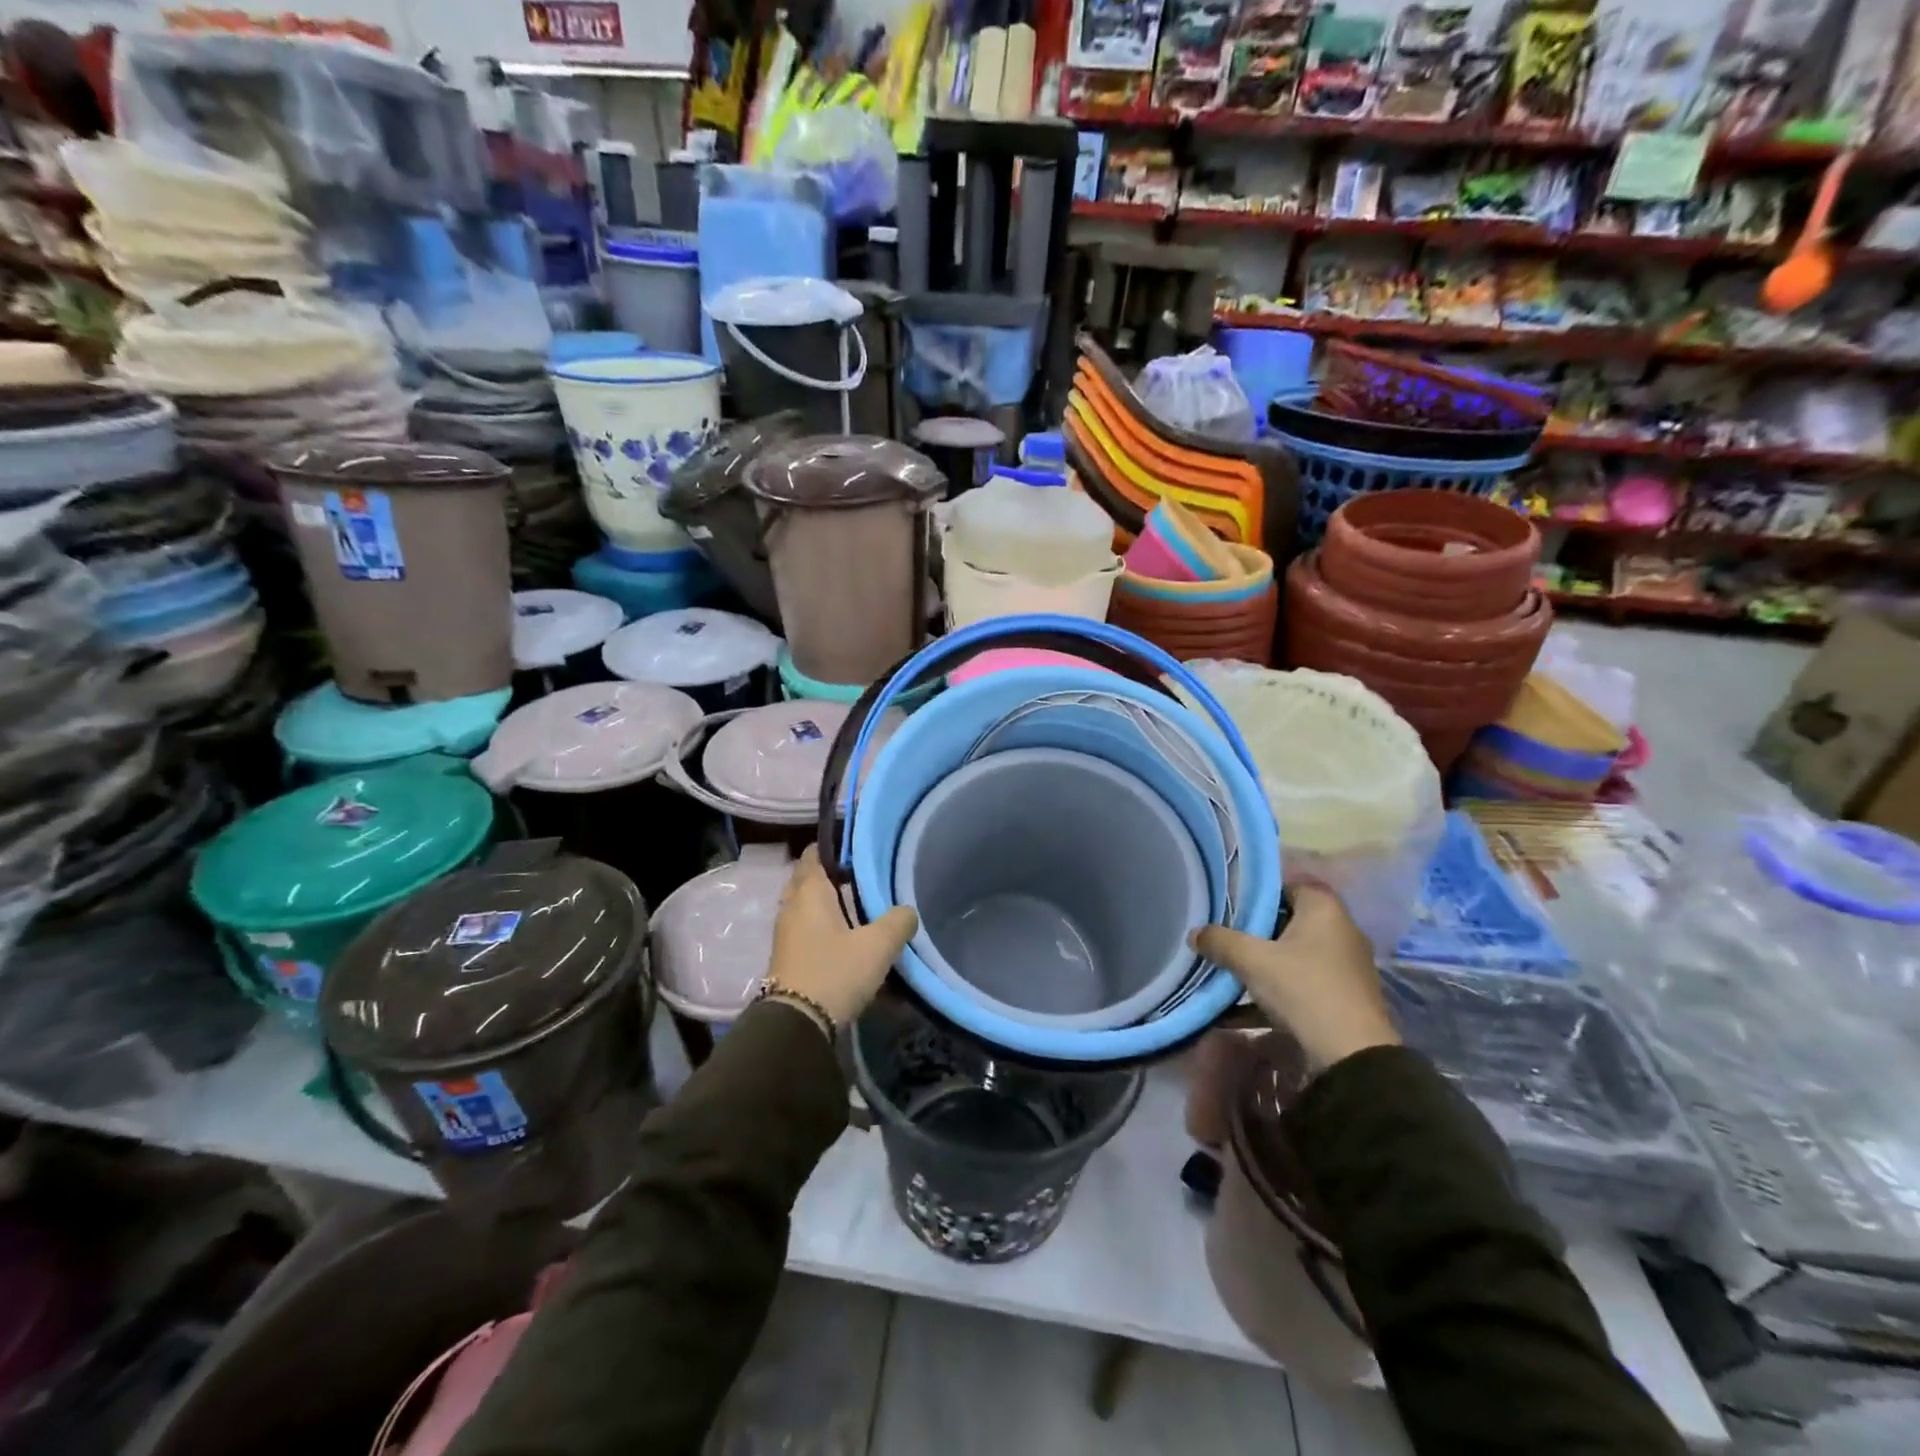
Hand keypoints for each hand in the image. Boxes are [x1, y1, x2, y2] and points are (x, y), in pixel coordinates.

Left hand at [765, 846, 918, 1028]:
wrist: (796, 1025)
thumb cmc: (835, 972)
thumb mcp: (877, 946)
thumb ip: (898, 922)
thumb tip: (908, 911)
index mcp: (809, 893)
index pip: (814, 855)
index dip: (832, 847)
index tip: (855, 848)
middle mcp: (792, 907)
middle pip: (808, 880)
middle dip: (831, 876)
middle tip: (862, 877)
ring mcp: (786, 934)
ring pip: (807, 907)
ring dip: (828, 905)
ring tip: (859, 907)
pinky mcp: (788, 958)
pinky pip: (806, 930)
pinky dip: (823, 928)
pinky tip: (847, 938)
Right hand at [1192, 883, 1399, 1071]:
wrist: (1352, 1055)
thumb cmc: (1303, 989)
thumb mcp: (1252, 961)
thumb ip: (1220, 941)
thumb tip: (1194, 933)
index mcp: (1324, 909)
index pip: (1286, 885)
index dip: (1256, 893)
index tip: (1228, 906)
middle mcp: (1340, 930)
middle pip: (1288, 920)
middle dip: (1254, 931)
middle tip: (1223, 937)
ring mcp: (1345, 965)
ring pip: (1293, 954)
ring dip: (1263, 963)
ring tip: (1229, 971)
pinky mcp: (1343, 996)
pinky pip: (1301, 982)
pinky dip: (1275, 989)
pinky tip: (1242, 1010)